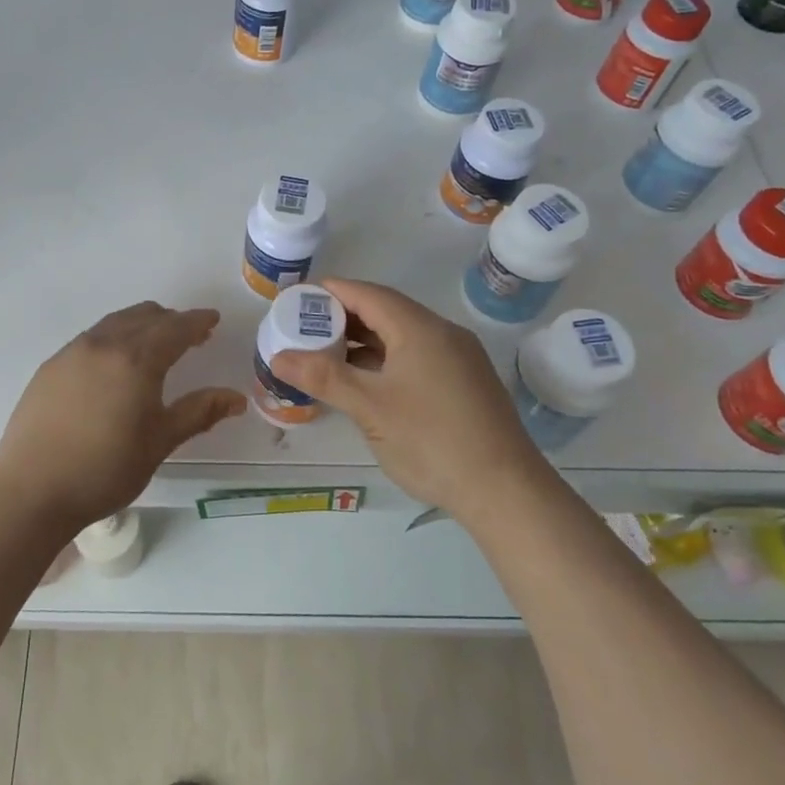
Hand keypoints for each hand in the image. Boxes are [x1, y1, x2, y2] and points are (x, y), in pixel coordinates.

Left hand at [0, 302, 245, 532]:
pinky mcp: (51, 366)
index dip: (197, 321)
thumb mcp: (159, 442)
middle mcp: (104, 344)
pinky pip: (91, 338)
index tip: (213, 319)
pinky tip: (114, 364)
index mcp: (136, 359)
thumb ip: (199, 412)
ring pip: (115, 323)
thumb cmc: (105, 470)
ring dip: (141, 325)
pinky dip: (114, 337)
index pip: (175, 328)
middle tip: (191, 336)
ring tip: (154, 346)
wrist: (31, 491)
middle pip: (145, 316)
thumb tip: (236, 398)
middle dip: (171, 321)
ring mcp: (72, 352)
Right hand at [269, 277, 541, 515]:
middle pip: (385, 310)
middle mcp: (443, 333)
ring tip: (327, 354)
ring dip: (364, 340)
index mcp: (420, 328)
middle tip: (305, 329)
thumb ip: (323, 377)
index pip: (367, 294)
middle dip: (343, 317)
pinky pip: (417, 355)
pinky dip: (386, 359)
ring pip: (402, 335)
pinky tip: (366, 381)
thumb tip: (278, 356)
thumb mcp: (370, 408)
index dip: (330, 292)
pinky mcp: (465, 382)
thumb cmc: (432, 441)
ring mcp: (458, 358)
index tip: (296, 299)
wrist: (506, 491)